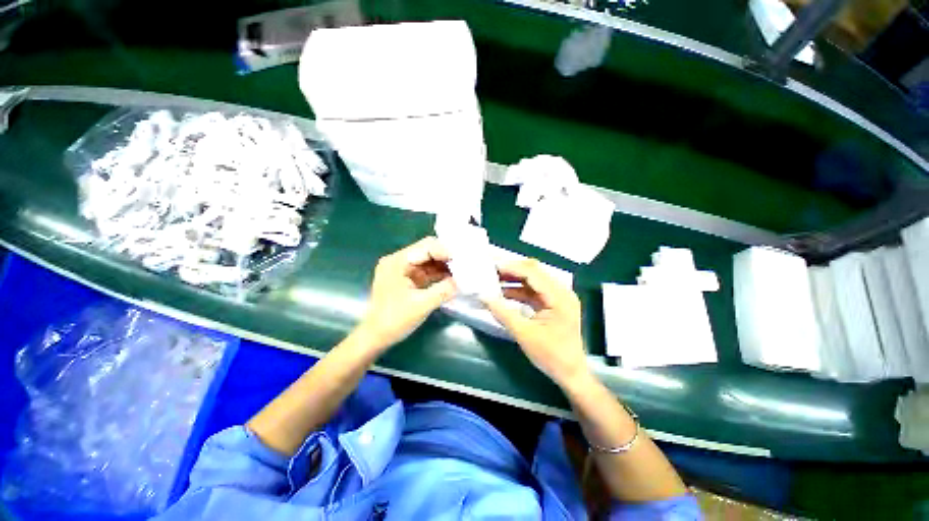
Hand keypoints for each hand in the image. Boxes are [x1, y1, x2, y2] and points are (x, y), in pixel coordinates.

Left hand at [356, 237, 457, 350]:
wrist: (376, 337)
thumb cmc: (394, 320)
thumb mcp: (421, 305)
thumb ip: (444, 290)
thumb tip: (464, 281)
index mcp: (398, 262)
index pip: (426, 247)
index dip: (446, 251)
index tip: (464, 258)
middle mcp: (400, 261)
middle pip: (428, 251)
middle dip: (448, 257)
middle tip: (466, 263)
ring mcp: (404, 270)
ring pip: (430, 262)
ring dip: (446, 266)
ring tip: (464, 270)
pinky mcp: (408, 279)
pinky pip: (428, 272)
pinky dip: (440, 275)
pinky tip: (454, 278)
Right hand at [483, 259, 589, 386]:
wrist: (570, 373)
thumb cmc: (551, 355)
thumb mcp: (523, 334)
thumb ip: (502, 313)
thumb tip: (483, 297)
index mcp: (559, 296)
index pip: (532, 273)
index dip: (511, 268)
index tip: (491, 267)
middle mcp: (561, 292)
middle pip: (534, 272)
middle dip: (512, 271)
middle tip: (491, 271)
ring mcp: (558, 297)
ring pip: (533, 280)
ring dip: (514, 280)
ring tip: (494, 280)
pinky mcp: (553, 304)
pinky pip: (534, 291)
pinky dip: (519, 290)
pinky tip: (504, 293)